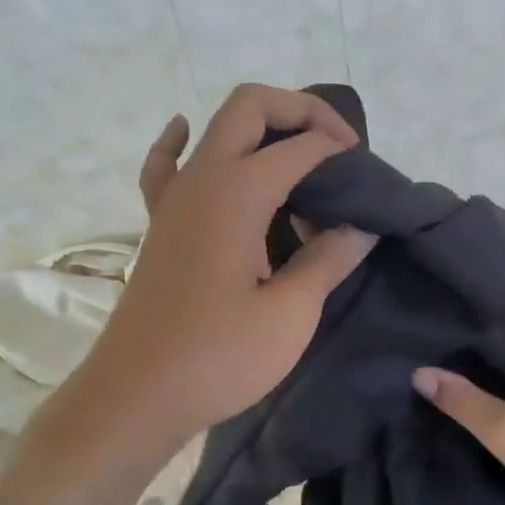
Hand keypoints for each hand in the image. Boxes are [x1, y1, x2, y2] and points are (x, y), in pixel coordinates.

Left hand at [74, 85, 377, 454]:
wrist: (135, 397)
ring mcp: (173, 198)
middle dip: (301, 111)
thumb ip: (329, 260)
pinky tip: (187, 133)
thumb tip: (361, 228)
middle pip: (250, 106)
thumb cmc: (218, 357)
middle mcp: (201, 178)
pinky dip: (181, 142)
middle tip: (339, 147)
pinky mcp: (160, 224)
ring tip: (301, 165)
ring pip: (216, 129)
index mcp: (236, 192)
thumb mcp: (290, 314)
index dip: (340, 152)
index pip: (301, 146)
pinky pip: (167, 164)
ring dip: (262, 130)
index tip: (368, 183)